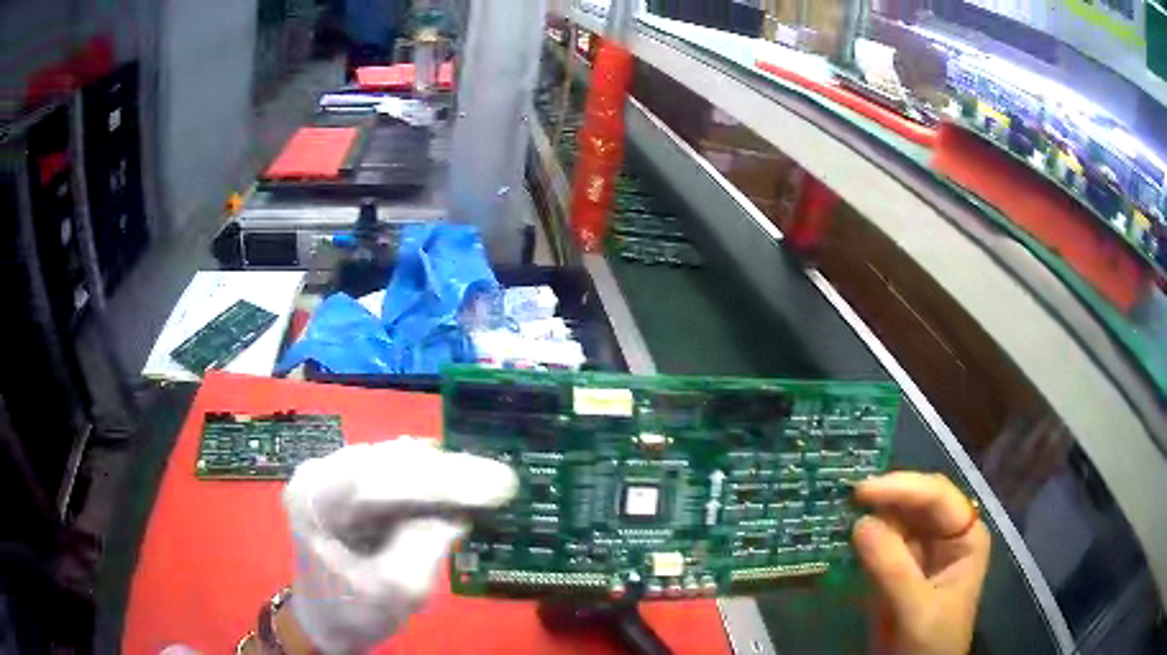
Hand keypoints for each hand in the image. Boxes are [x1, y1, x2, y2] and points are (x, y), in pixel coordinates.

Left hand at [283, 438, 517, 652]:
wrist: (328, 617)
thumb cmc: (353, 610)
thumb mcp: (393, 591)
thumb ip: (424, 547)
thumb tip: (458, 512)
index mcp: (313, 499)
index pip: (375, 479)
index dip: (438, 481)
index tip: (494, 486)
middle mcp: (322, 472)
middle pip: (389, 461)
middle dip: (448, 473)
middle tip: (504, 482)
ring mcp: (338, 472)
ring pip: (399, 460)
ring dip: (446, 472)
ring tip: (492, 483)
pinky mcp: (358, 480)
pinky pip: (402, 470)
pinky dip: (437, 479)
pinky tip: (466, 485)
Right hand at [852, 472, 990, 654]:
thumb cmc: (931, 642)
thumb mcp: (917, 608)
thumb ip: (893, 569)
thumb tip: (860, 524)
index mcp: (965, 536)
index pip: (937, 496)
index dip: (902, 487)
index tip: (861, 491)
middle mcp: (946, 534)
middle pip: (916, 501)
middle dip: (885, 496)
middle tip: (845, 497)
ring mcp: (921, 550)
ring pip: (896, 518)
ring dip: (871, 514)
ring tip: (839, 509)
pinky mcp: (898, 567)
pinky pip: (880, 542)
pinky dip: (862, 537)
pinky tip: (843, 533)